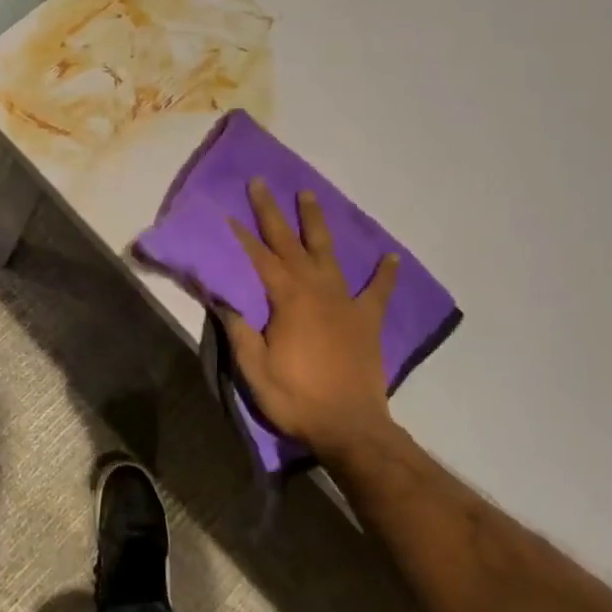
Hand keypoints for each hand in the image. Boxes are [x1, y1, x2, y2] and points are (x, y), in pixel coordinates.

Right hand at [219, 178, 399, 462]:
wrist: (351, 428)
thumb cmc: (296, 398)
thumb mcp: (254, 368)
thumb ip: (239, 328)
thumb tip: (220, 296)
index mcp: (288, 300)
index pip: (259, 258)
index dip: (241, 235)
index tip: (227, 211)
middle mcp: (317, 290)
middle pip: (291, 244)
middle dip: (272, 212)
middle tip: (261, 183)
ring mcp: (346, 303)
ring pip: (328, 254)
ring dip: (316, 224)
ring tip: (308, 195)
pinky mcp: (367, 321)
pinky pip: (378, 292)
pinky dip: (384, 275)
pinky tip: (391, 258)